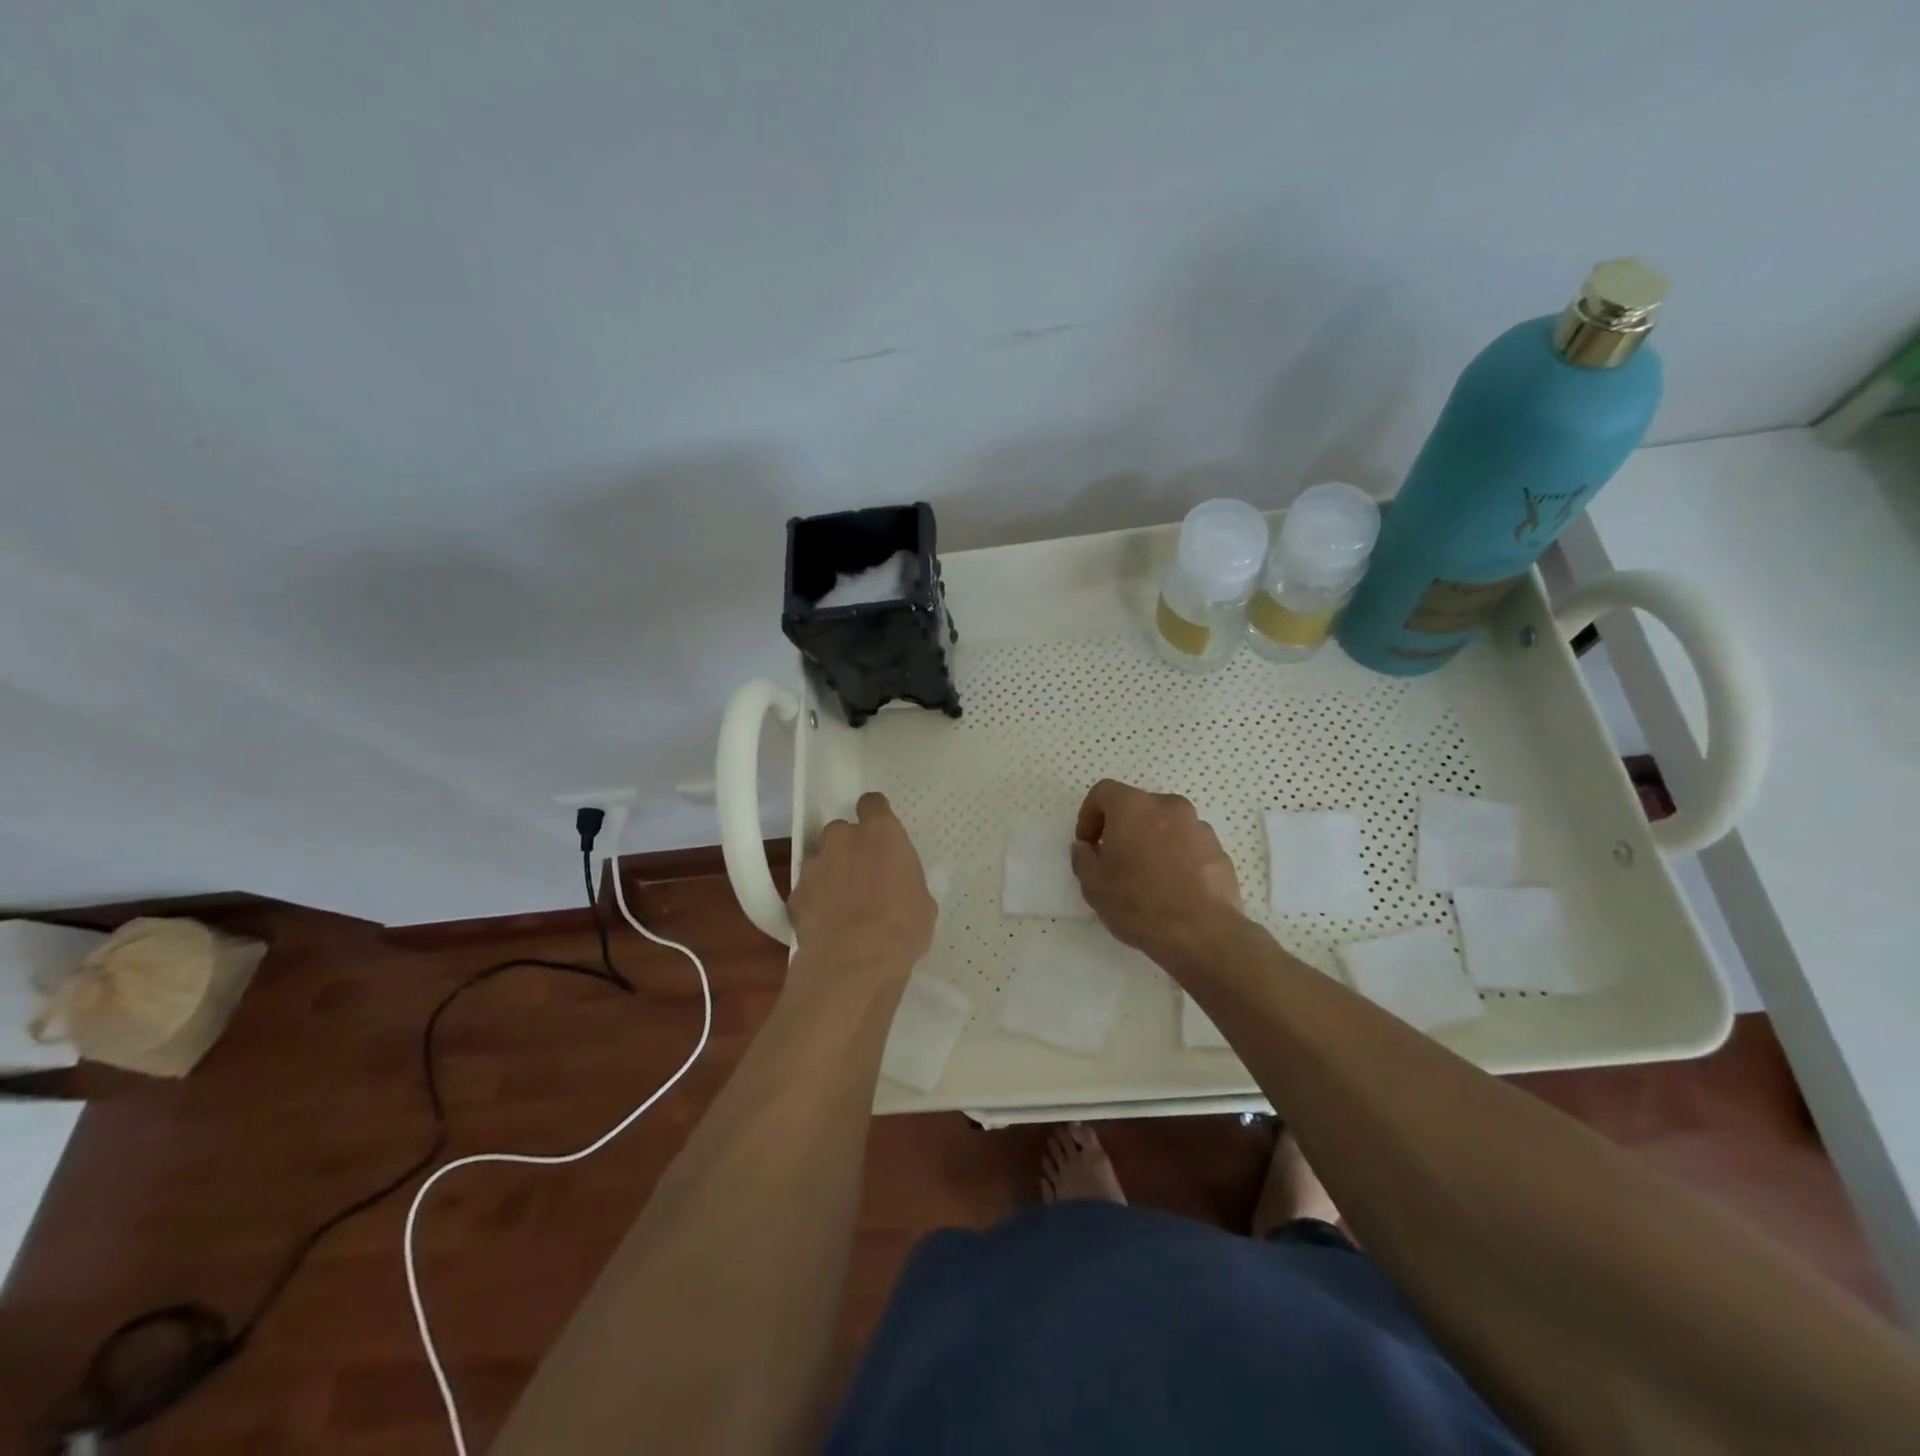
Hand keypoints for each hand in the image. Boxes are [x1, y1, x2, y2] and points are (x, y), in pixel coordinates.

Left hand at [788, 792, 935, 985]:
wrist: (854, 962)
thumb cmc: (902, 927)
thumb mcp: (923, 901)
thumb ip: (905, 880)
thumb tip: (900, 885)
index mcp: (881, 833)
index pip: (872, 803)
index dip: (875, 814)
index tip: (880, 831)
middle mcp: (843, 839)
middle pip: (841, 830)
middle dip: (849, 847)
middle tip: (862, 873)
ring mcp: (815, 865)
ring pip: (821, 858)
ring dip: (830, 872)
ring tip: (842, 903)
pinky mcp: (795, 893)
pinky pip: (807, 888)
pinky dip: (815, 899)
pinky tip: (826, 923)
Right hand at [1070, 780, 1242, 965]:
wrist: (1202, 933)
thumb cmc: (1139, 903)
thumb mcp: (1093, 885)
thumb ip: (1083, 858)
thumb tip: (1085, 847)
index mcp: (1134, 807)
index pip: (1103, 792)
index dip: (1089, 815)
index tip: (1088, 844)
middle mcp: (1168, 806)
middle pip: (1138, 807)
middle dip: (1122, 828)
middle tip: (1115, 861)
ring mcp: (1199, 827)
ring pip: (1166, 825)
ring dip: (1152, 842)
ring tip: (1147, 877)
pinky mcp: (1219, 850)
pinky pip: (1189, 845)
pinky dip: (1177, 857)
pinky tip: (1173, 888)